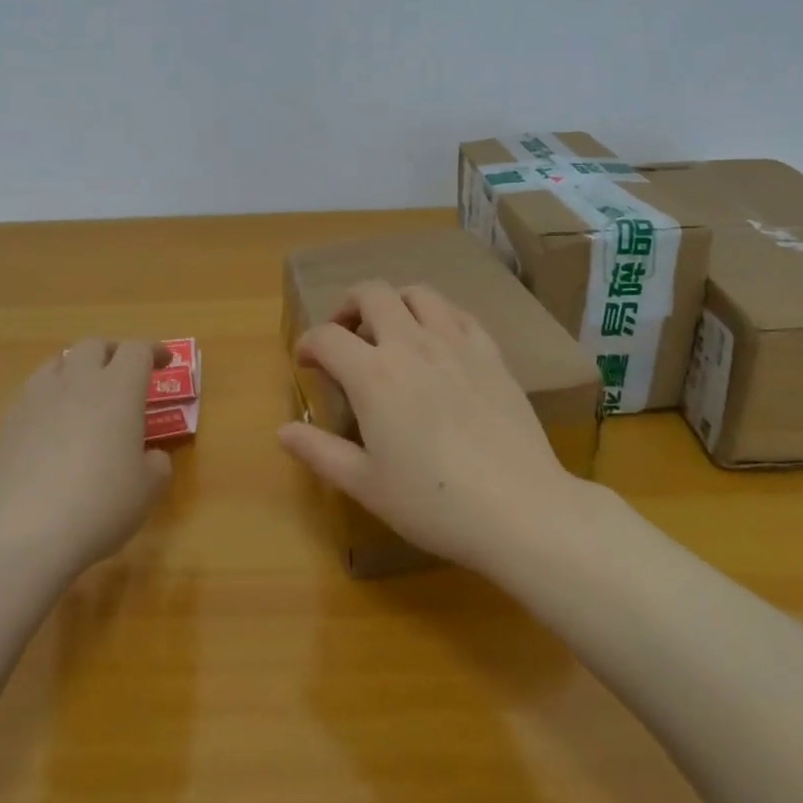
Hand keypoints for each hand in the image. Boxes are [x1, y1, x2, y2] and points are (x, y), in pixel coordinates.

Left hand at [0, 339, 174, 582]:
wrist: (23, 534)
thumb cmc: (100, 505)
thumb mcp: (148, 490)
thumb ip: (156, 463)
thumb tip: (150, 456)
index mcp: (118, 389)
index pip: (137, 350)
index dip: (154, 351)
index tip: (165, 363)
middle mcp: (77, 382)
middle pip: (94, 345)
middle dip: (113, 353)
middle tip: (124, 373)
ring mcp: (37, 399)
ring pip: (58, 363)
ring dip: (76, 370)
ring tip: (84, 393)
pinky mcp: (8, 423)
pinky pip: (32, 393)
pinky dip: (48, 398)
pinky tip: (51, 426)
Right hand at [277, 282, 575, 572]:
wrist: (519, 509)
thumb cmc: (433, 503)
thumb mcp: (365, 484)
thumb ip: (319, 451)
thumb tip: (283, 430)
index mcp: (374, 375)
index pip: (327, 336)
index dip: (308, 344)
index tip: (306, 362)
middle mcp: (412, 344)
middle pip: (372, 293)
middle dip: (348, 306)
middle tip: (345, 336)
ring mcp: (456, 343)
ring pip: (418, 293)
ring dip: (394, 302)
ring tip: (390, 331)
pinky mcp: (491, 353)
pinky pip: (459, 313)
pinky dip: (437, 316)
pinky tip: (438, 343)